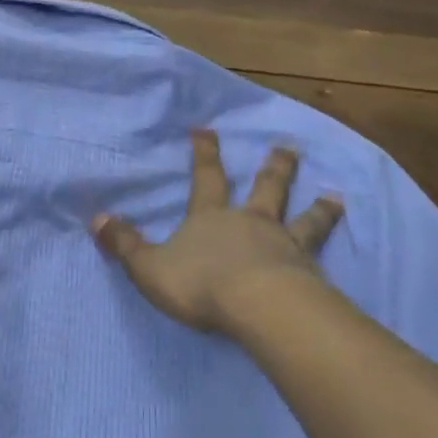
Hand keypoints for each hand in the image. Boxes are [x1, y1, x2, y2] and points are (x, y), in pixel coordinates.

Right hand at [92, 129, 343, 335]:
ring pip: (304, 219)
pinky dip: (331, 241)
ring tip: (335, 196)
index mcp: (211, 218)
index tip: (207, 129)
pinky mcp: (310, 273)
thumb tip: (95, 218)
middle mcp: (251, 223)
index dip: (204, 153)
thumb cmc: (200, 283)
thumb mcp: (149, 267)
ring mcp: (285, 246)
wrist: (260, 308)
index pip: (206, 178)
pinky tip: (343, 239)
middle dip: (274, 168)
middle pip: (265, 188)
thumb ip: (125, 244)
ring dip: (318, 207)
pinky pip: (321, 252)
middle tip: (288, 148)